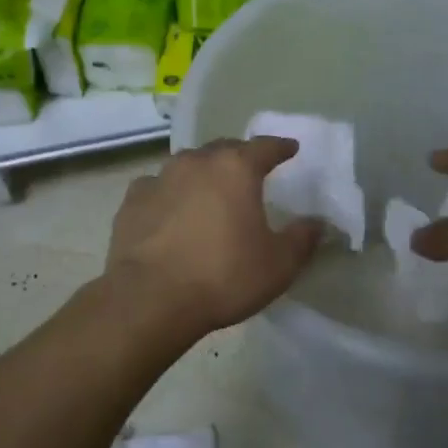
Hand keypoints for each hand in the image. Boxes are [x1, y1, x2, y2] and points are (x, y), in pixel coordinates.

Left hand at [105, 137, 321, 335]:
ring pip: (187, 165)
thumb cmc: (223, 277)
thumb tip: (317, 223)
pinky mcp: (131, 202)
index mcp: (236, 169)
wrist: (150, 300)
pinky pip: (157, 188)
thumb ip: (302, 239)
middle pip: (224, 149)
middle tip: (249, 173)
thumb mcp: (278, 264)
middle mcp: (196, 162)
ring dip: (202, 173)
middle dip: (239, 157)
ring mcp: (159, 179)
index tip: (290, 149)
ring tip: (209, 192)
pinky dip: (169, 194)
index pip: (265, 147)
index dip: (281, 147)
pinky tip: (170, 211)